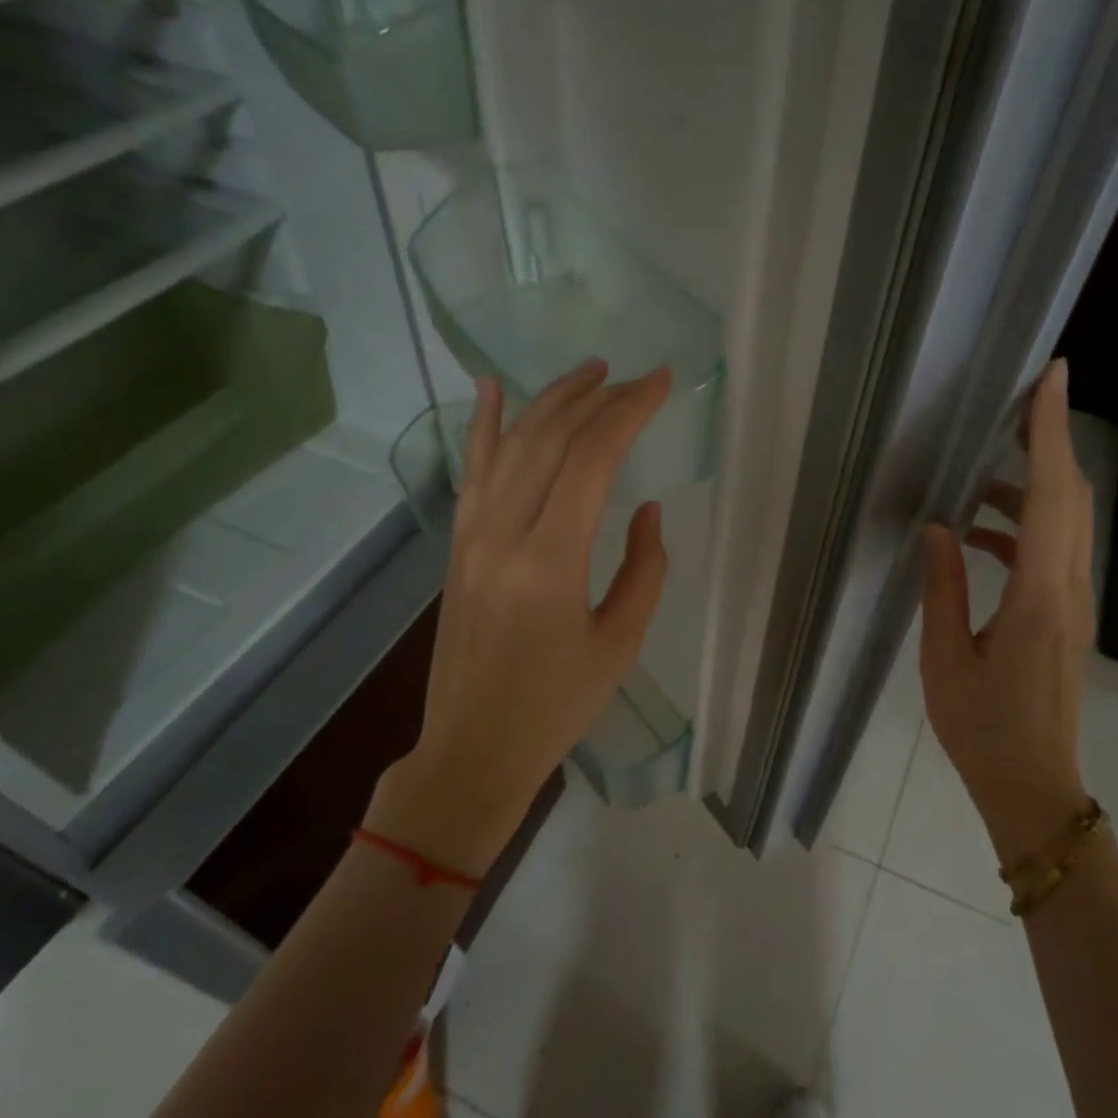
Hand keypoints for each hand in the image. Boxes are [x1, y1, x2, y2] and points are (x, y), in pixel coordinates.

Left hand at [367, 360, 671, 874]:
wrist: (474, 746)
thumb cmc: (556, 706)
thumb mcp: (620, 644)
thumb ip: (644, 570)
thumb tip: (647, 510)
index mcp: (550, 560)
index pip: (592, 459)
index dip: (628, 412)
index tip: (660, 383)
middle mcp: (503, 533)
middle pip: (549, 439)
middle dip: (596, 398)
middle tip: (633, 378)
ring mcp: (471, 536)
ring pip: (509, 445)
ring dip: (549, 400)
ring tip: (587, 371)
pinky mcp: (458, 546)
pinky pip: (471, 471)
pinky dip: (482, 425)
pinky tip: (489, 387)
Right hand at [919, 359, 1092, 866]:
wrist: (1033, 786)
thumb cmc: (982, 728)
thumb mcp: (945, 658)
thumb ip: (943, 588)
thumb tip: (938, 529)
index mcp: (1040, 596)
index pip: (1054, 495)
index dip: (1049, 432)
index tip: (1050, 377)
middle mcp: (1070, 590)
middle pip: (1072, 498)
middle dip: (1047, 443)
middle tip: (1013, 406)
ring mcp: (1075, 605)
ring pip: (1067, 524)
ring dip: (1031, 488)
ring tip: (977, 478)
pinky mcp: (1068, 619)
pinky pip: (1055, 554)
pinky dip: (1024, 528)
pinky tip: (979, 538)